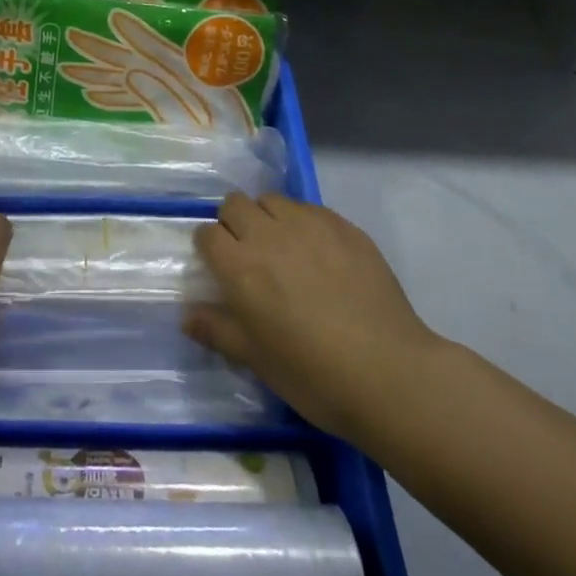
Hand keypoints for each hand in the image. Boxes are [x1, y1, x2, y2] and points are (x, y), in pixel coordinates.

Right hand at [185, 193, 437, 442]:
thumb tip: (186, 314)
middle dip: (234, 223)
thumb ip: (217, 330)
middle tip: (249, 255)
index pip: (207, 234)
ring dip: (268, 217)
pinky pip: (310, 209)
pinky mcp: (343, 226)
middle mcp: (268, 235)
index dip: (210, 248)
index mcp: (240, 267)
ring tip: (284, 249)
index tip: (221, 268)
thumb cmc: (313, 375)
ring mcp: (308, 225)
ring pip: (272, 200)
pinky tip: (320, 255)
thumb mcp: (257, 360)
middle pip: (235, 204)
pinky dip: (304, 223)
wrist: (389, 374)